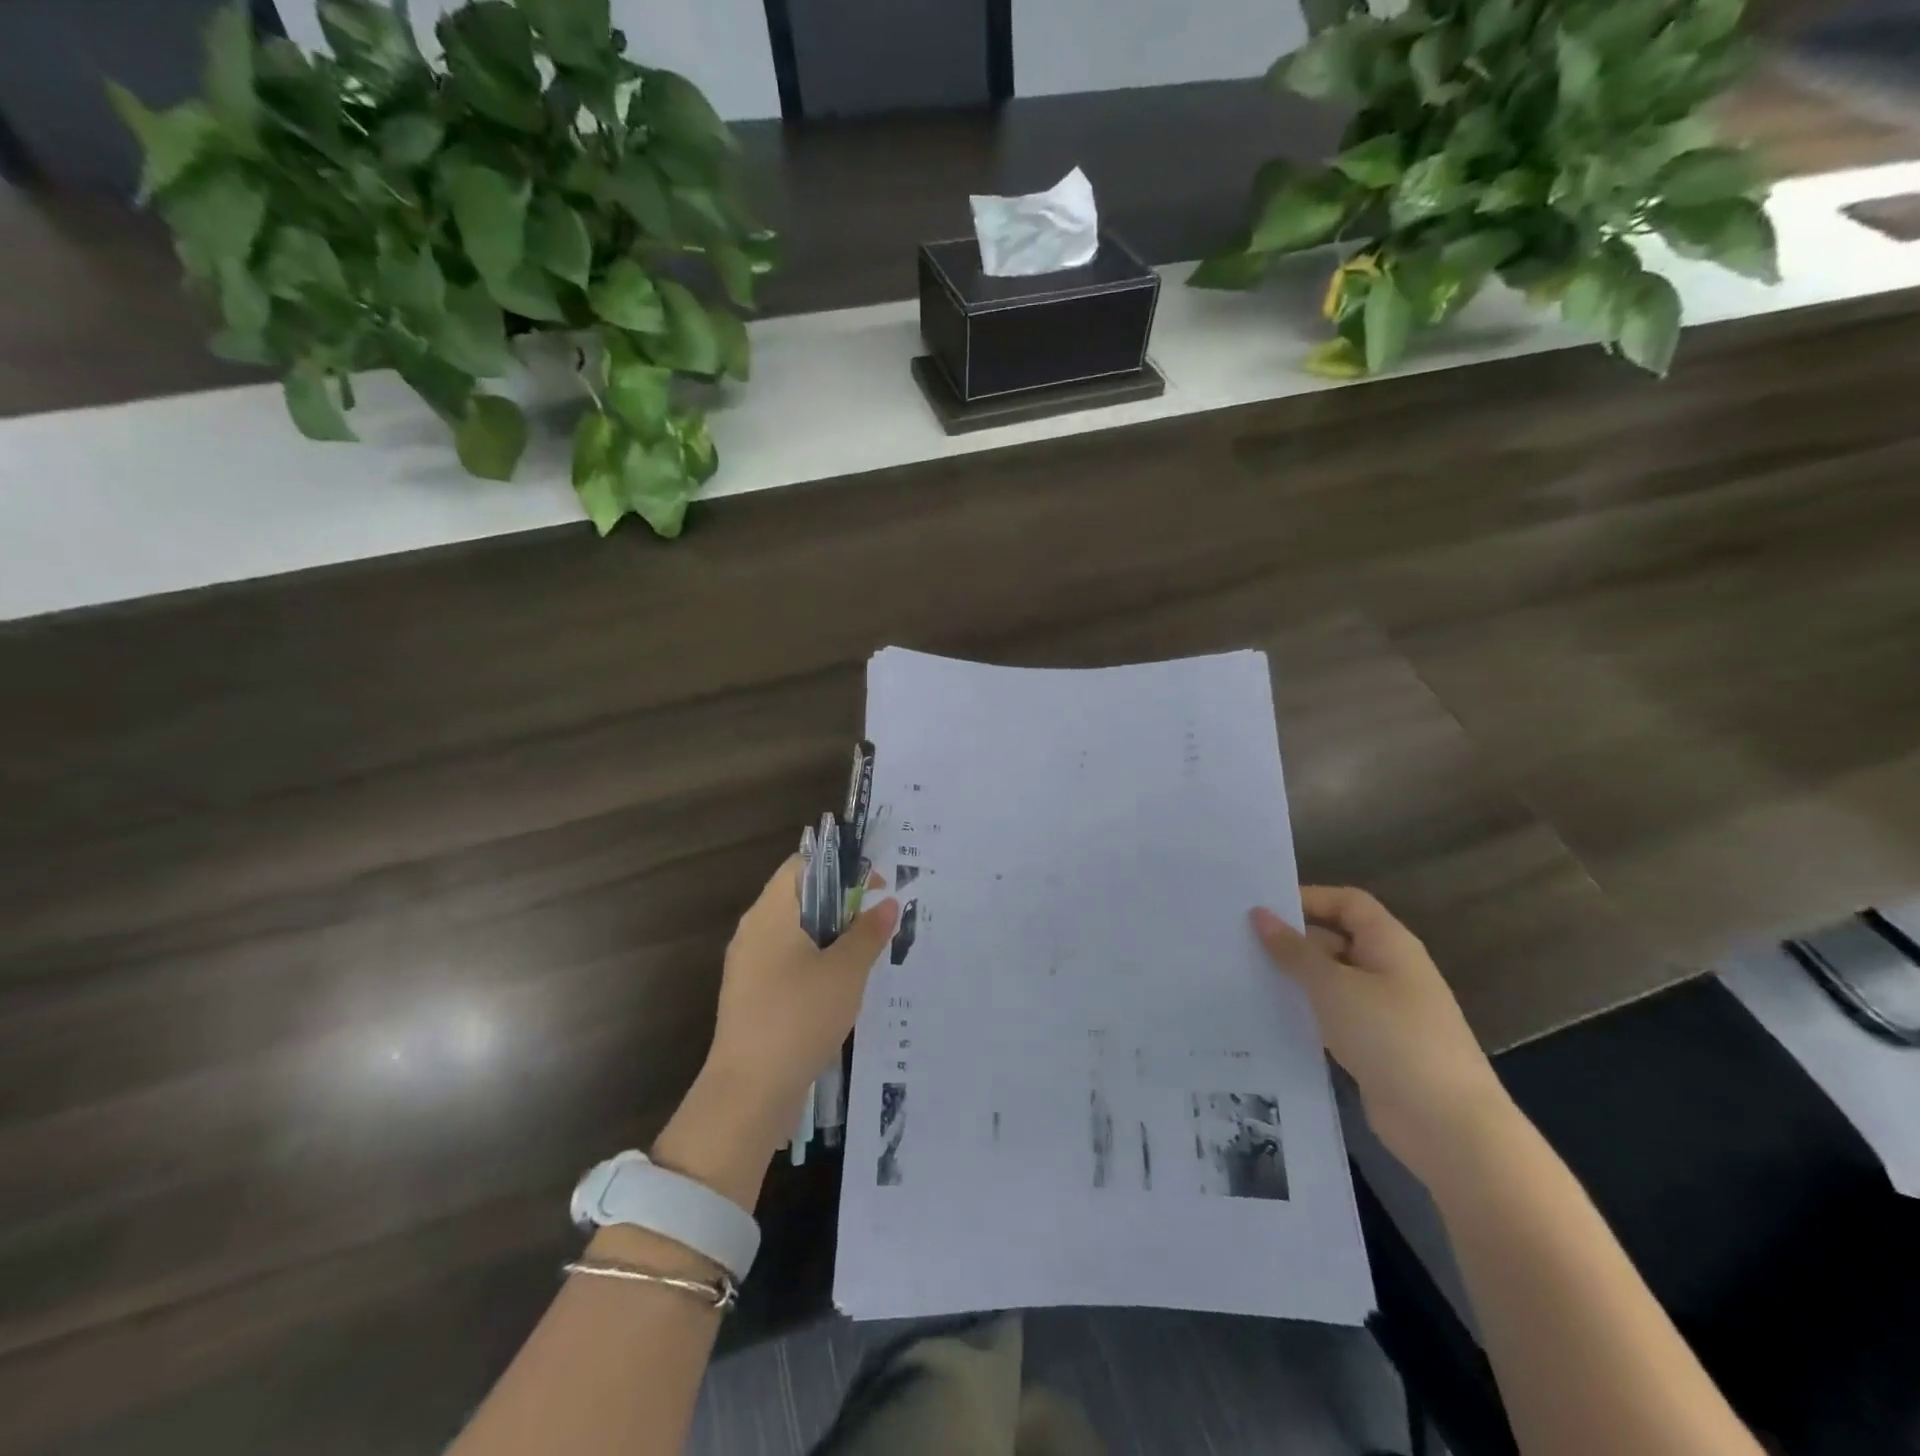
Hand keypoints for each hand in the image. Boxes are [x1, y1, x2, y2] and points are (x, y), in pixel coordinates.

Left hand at [705, 856, 898, 1137]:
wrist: (749, 1092)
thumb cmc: (799, 1016)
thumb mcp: (846, 971)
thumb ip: (868, 932)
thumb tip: (886, 903)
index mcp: (770, 913)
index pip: (802, 864)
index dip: (840, 866)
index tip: (875, 886)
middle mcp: (753, 931)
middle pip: (799, 897)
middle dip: (841, 902)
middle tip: (877, 919)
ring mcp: (748, 966)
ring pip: (794, 932)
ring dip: (830, 935)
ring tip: (866, 952)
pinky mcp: (751, 996)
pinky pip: (786, 962)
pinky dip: (815, 962)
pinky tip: (841, 986)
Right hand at [1250, 888, 1512, 1182]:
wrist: (1447, 1126)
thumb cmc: (1391, 1037)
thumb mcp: (1333, 986)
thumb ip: (1294, 950)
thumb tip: (1260, 915)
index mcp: (1389, 944)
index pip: (1347, 903)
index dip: (1307, 899)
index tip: (1261, 909)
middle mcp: (1390, 970)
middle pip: (1337, 939)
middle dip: (1293, 940)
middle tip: (1240, 943)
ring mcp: (1385, 1011)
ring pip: (1332, 981)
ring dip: (1296, 979)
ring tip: (1245, 977)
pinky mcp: (1377, 1047)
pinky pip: (1335, 1016)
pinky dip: (1307, 1012)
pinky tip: (1271, 1018)